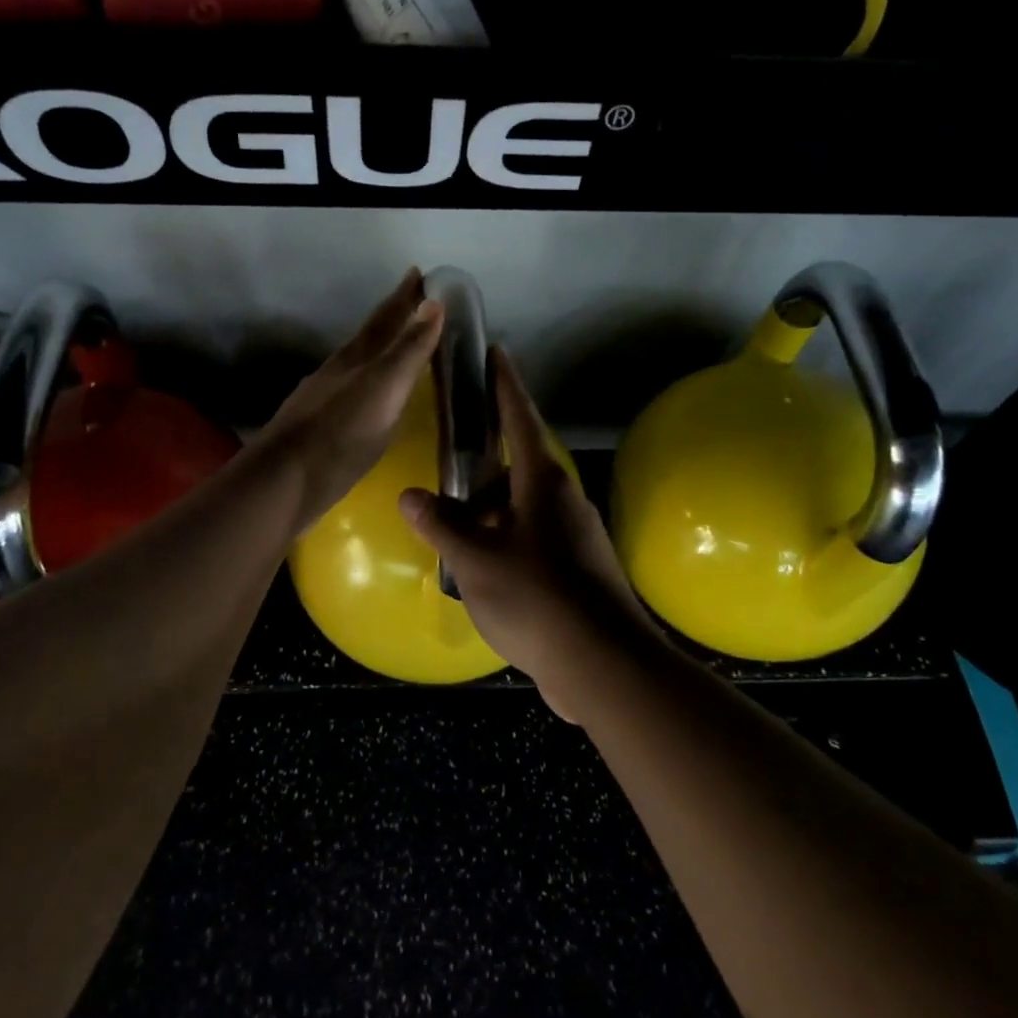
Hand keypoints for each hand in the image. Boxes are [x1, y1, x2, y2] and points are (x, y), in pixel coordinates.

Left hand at [257, 270, 445, 533]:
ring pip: (357, 364)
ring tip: (398, 349)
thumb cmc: (341, 434)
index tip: (418, 273)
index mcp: (355, 358)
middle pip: (368, 337)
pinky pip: (352, 392)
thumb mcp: (384, 389)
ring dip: (379, 352)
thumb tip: (432, 303)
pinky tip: (372, 399)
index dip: (403, 296)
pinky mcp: (318, 427)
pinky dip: (369, 384)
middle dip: (392, 318)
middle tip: (414, 304)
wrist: (285, 481)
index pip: (385, 318)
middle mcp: (337, 371)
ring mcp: (323, 398)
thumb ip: (408, 350)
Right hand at [398, 349, 660, 717]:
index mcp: (542, 481)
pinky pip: (529, 536)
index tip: (494, 352)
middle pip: (517, 462)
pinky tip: (477, 560)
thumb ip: (442, 525)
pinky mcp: (575, 568)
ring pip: (521, 504)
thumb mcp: (477, 560)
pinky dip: (501, 536)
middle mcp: (562, 499)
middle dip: (482, 458)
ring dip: (488, 505)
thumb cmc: (538, 599)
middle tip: (446, 452)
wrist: (605, 666)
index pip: (519, 417)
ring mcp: (573, 535)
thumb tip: (412, 495)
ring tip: (450, 516)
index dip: (504, 383)